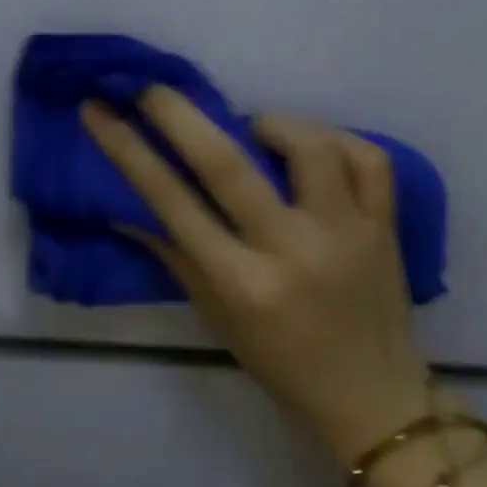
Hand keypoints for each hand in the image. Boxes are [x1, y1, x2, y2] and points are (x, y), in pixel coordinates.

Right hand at [83, 91, 430, 464]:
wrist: (372, 398)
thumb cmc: (279, 362)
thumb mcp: (215, 316)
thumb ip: (174, 254)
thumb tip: (127, 205)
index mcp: (242, 283)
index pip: (170, 201)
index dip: (127, 148)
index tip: (99, 110)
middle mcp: (292, 250)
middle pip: (228, 163)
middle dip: (179, 114)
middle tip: (151, 87)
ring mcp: (347, 234)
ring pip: (309, 146)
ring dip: (271, 123)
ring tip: (255, 130)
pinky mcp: (386, 226)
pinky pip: (368, 159)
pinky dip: (335, 139)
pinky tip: (314, 147)